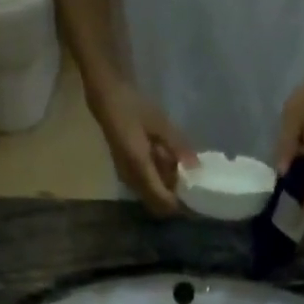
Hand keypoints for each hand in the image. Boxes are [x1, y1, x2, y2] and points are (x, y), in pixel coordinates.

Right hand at [87, 77, 195, 215]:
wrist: (107, 98)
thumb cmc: (134, 107)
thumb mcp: (160, 124)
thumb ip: (178, 147)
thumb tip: (196, 168)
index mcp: (140, 168)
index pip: (162, 201)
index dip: (178, 205)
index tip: (193, 199)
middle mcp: (132, 180)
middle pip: (157, 204)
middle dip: (173, 199)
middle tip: (188, 184)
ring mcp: (127, 179)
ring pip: (151, 197)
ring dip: (165, 190)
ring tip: (177, 170)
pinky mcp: (126, 174)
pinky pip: (145, 187)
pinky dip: (158, 182)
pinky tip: (164, 163)